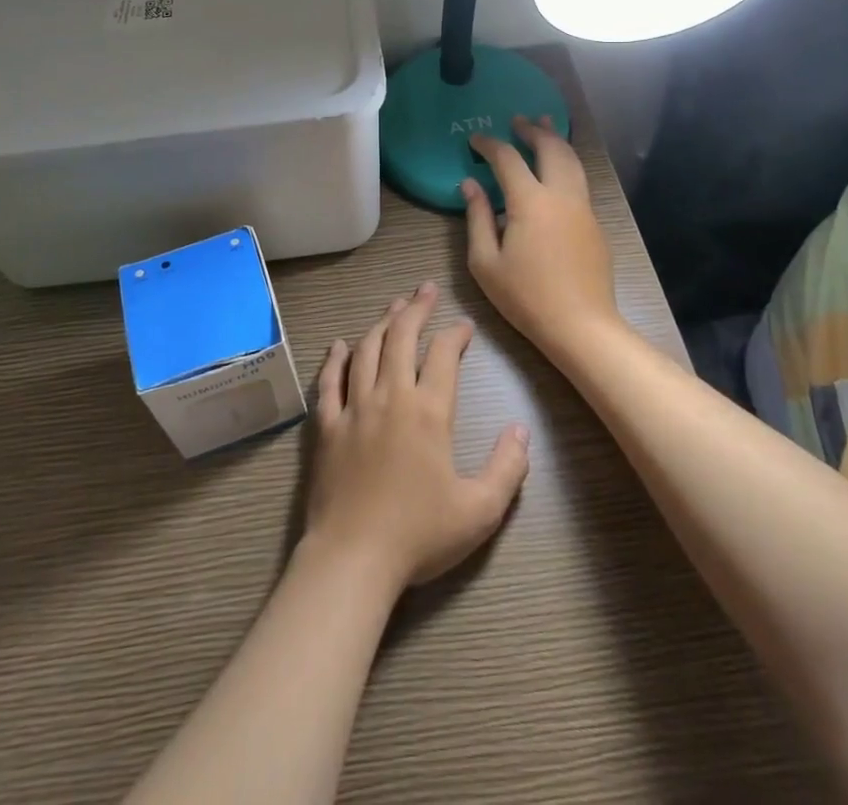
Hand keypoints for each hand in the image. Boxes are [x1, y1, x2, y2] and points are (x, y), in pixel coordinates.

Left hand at [305, 282, 530, 594]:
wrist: (353, 558)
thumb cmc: (419, 535)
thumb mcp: (480, 511)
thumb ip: (507, 468)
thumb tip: (521, 430)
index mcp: (428, 412)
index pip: (443, 356)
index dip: (455, 334)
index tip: (464, 326)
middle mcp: (390, 397)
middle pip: (401, 338)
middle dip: (415, 308)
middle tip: (425, 289)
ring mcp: (354, 408)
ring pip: (366, 350)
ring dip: (381, 323)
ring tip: (393, 306)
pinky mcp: (327, 425)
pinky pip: (329, 381)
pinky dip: (335, 358)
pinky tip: (340, 344)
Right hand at [462, 115, 622, 356]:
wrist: (581, 326)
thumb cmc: (526, 297)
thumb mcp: (485, 262)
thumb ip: (477, 217)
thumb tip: (470, 184)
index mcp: (530, 201)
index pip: (508, 159)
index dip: (490, 144)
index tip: (475, 139)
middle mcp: (561, 195)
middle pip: (550, 148)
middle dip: (532, 130)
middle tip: (517, 120)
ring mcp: (583, 208)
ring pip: (572, 161)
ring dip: (556, 140)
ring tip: (545, 126)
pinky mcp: (595, 224)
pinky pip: (579, 182)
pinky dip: (566, 164)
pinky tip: (558, 170)